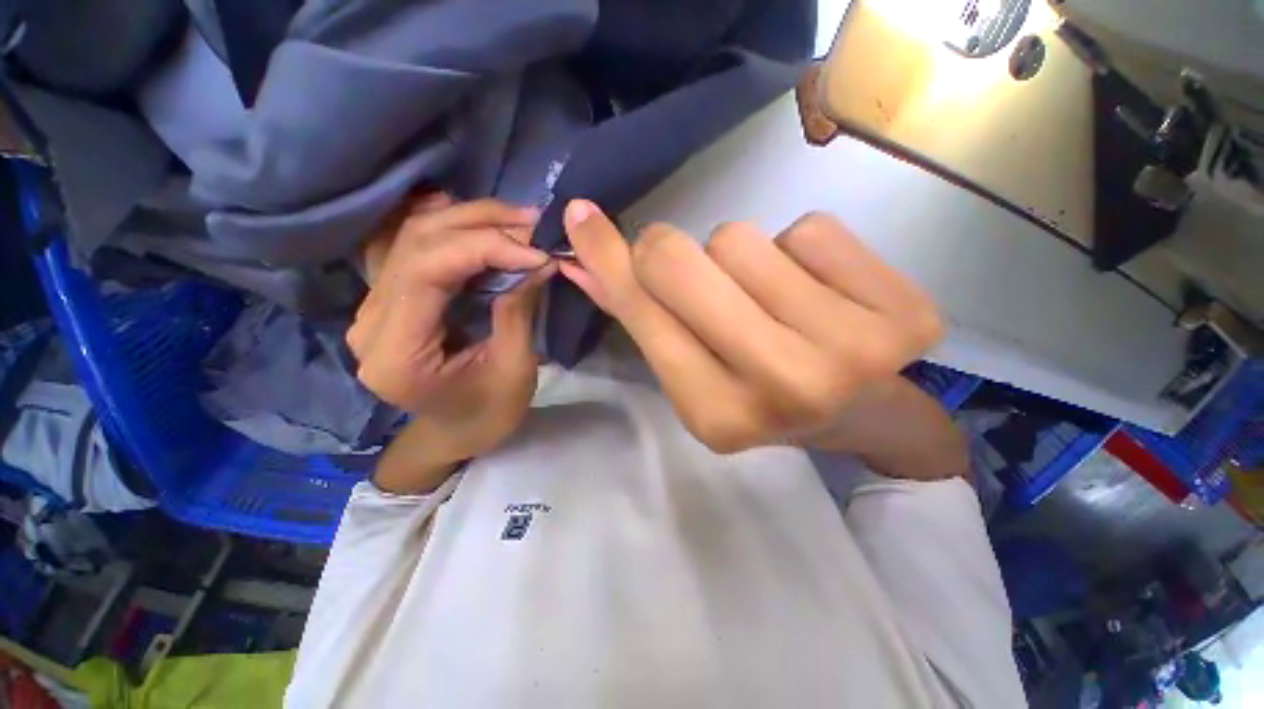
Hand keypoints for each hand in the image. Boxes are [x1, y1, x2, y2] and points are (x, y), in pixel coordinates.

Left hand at [348, 193, 554, 462]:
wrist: (457, 431)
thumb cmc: (490, 412)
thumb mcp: (514, 368)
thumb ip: (518, 309)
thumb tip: (539, 259)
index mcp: (397, 353)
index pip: (427, 271)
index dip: (484, 247)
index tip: (536, 252)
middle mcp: (371, 322)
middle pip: (416, 244)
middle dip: (481, 225)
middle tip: (533, 224)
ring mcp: (373, 307)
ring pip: (410, 236)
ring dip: (468, 220)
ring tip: (516, 222)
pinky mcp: (388, 299)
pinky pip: (407, 245)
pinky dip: (442, 225)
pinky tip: (471, 219)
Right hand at [559, 200, 943, 453]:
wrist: (860, 414)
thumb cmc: (761, 396)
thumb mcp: (693, 372)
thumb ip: (640, 315)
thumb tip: (581, 258)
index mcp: (716, 415)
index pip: (645, 310)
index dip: (609, 259)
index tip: (582, 219)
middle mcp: (781, 388)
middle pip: (683, 261)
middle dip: (670, 253)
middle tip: (693, 272)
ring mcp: (850, 352)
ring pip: (743, 238)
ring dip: (741, 260)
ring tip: (769, 300)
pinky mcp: (905, 317)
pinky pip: (810, 229)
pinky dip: (800, 250)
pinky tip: (818, 292)